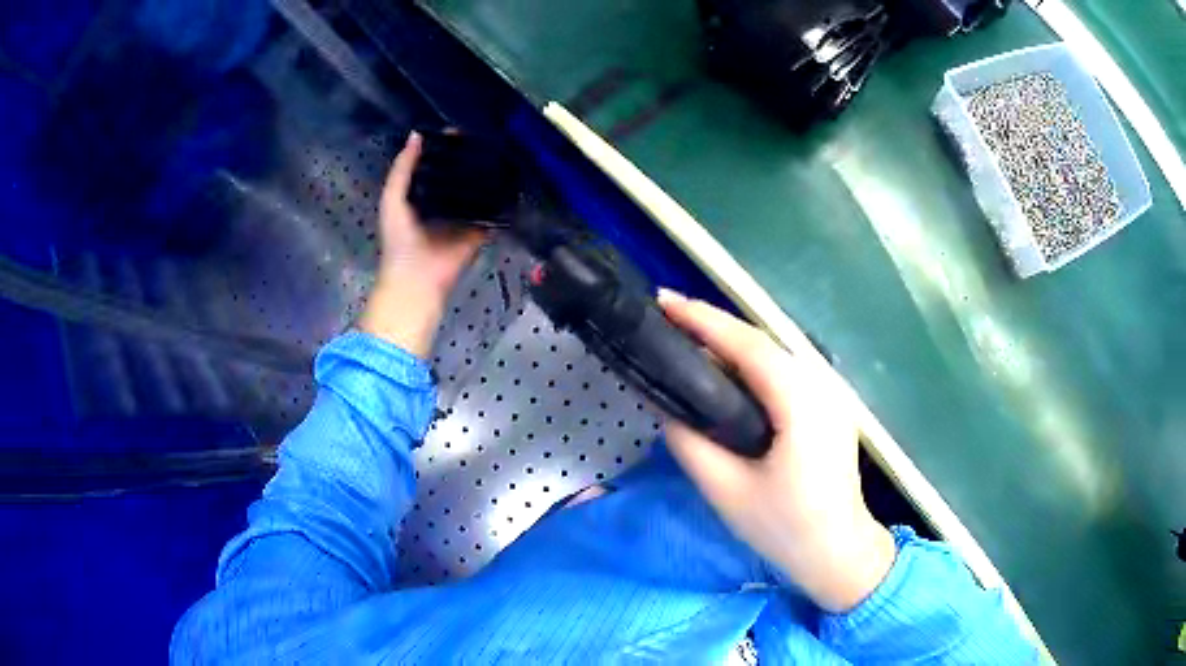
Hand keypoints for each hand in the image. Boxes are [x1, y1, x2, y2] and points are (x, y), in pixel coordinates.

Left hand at [359, 131, 486, 356]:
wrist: (417, 277)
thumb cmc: (400, 238)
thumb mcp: (393, 198)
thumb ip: (402, 168)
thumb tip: (418, 134)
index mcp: (421, 195)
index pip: (435, 166)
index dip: (445, 149)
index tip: (459, 131)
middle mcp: (444, 203)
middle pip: (459, 176)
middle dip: (469, 159)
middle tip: (486, 137)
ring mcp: (463, 217)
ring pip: (477, 191)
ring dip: (486, 176)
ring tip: (502, 152)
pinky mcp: (480, 230)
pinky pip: (493, 212)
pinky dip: (502, 200)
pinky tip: (512, 179)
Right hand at [658, 290, 894, 612]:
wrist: (839, 552)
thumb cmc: (784, 528)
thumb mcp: (726, 491)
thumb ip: (689, 443)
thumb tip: (665, 405)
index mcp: (801, 402)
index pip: (748, 346)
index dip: (704, 320)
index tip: (662, 302)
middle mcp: (822, 384)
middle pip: (762, 343)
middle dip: (714, 326)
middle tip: (667, 318)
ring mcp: (831, 393)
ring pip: (775, 354)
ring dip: (732, 343)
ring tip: (688, 339)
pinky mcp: (830, 405)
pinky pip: (785, 372)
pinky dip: (752, 364)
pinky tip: (727, 372)